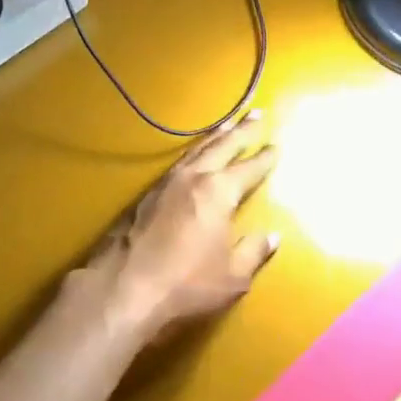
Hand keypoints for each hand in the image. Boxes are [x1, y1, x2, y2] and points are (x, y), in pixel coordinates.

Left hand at [77, 111, 279, 344]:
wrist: (123, 287)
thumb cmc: (185, 284)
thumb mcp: (232, 277)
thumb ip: (253, 252)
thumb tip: (271, 236)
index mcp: (219, 192)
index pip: (249, 168)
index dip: (265, 157)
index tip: (277, 144)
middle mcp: (193, 177)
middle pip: (222, 146)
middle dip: (241, 130)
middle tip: (256, 113)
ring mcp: (166, 182)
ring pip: (196, 150)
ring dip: (215, 135)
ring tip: (228, 124)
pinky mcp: (146, 194)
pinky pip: (178, 162)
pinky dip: (193, 152)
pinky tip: (194, 156)